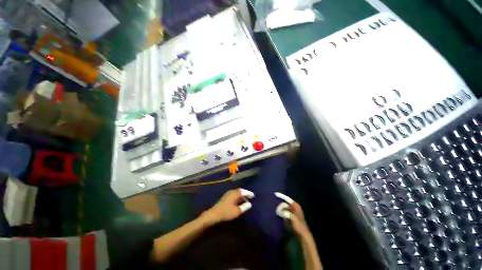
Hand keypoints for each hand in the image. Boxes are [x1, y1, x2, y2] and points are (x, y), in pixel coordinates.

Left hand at [204, 188, 253, 223]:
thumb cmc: (227, 212)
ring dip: (241, 196)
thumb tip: (250, 204)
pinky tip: (239, 202)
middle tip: (250, 197)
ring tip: (245, 201)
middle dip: (245, 194)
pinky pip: (234, 195)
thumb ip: (244, 207)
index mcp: (235, 193)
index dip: (248, 193)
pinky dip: (238, 197)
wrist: (214, 214)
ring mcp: (228, 194)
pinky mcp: (225, 197)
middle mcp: (231, 191)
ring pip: (236, 193)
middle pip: (240, 191)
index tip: (253, 195)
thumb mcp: (237, 211)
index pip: (243, 191)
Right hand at [275, 193, 310, 237]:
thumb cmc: (299, 226)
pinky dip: (282, 214)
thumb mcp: (293, 219)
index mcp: (296, 206)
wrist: (303, 235)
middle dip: (280, 207)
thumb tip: (282, 211)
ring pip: (283, 208)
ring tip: (279, 215)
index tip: (275, 194)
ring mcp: (292, 211)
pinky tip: (281, 217)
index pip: (287, 199)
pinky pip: (284, 212)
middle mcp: (294, 207)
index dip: (281, 196)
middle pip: (284, 204)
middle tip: (278, 212)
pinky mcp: (290, 216)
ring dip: (280, 211)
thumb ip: (287, 213)